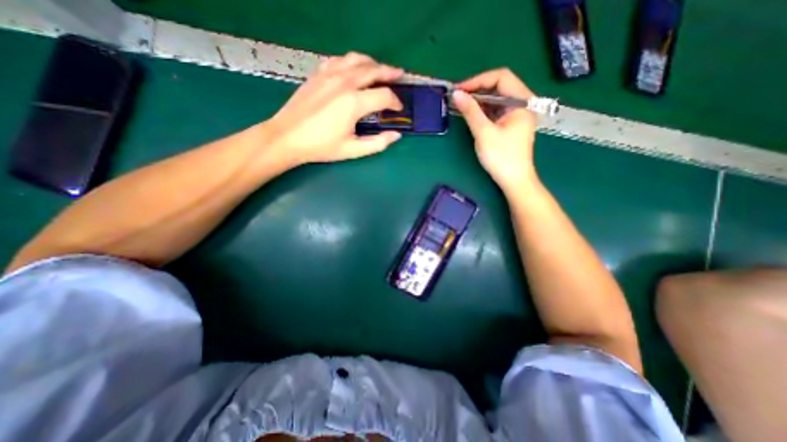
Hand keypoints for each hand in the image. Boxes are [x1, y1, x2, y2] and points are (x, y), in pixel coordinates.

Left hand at [265, 51, 404, 167]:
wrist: (288, 137)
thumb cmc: (321, 146)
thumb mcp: (353, 150)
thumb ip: (377, 143)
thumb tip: (395, 135)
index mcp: (354, 102)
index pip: (384, 95)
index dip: (395, 102)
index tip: (398, 109)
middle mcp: (344, 83)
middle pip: (373, 70)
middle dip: (390, 73)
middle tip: (399, 75)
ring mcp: (330, 75)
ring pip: (357, 59)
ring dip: (372, 63)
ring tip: (380, 69)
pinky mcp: (318, 74)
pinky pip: (339, 60)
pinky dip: (351, 62)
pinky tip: (353, 68)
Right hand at [452, 67, 537, 190]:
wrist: (513, 180)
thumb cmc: (501, 157)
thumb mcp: (484, 133)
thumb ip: (471, 112)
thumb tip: (456, 94)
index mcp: (522, 102)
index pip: (501, 77)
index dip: (478, 80)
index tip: (459, 90)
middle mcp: (522, 104)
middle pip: (499, 86)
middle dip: (477, 89)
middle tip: (458, 97)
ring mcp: (516, 114)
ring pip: (496, 99)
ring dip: (478, 100)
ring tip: (461, 105)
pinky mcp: (509, 124)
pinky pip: (495, 110)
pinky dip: (482, 110)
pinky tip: (471, 114)